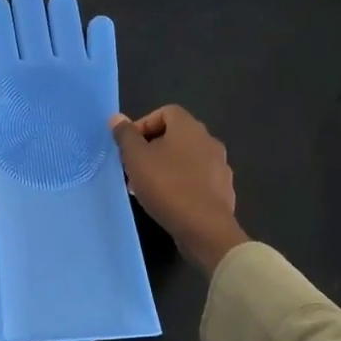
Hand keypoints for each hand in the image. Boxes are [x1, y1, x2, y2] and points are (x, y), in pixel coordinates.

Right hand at [109, 106, 246, 272]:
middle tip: (134, 167)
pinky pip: (197, 178)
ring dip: (166, 166)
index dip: (144, 124)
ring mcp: (220, 166)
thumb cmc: (166, 186)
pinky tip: (168, 201)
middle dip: (152, 148)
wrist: (204, 228)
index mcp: (189, 128)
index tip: (129, 146)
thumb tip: (117, 118)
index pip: (166, 112)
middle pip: (176, 135)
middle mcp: (209, 141)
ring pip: (186, 158)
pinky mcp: (223, 189)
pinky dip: (181, 183)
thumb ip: (125, 136)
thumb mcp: (136, 159)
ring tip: (147, 187)